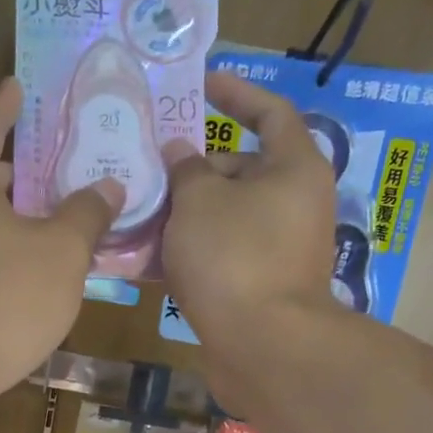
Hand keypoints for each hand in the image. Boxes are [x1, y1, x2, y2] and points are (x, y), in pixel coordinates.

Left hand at [0, 77, 120, 401]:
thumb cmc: (0, 300)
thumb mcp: (61, 254)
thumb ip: (86, 215)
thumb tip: (107, 187)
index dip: (9, 105)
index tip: (20, 86)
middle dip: (15, 169)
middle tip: (56, 168)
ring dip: (4, 215)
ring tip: (46, 222)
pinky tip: (19, 273)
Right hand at [162, 71, 338, 348]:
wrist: (263, 347)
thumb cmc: (234, 258)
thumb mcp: (198, 201)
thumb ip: (185, 168)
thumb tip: (180, 153)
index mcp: (295, 168)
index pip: (270, 112)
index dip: (236, 94)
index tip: (201, 85)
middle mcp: (293, 204)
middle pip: (240, 171)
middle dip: (193, 170)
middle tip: (148, 172)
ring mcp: (278, 249)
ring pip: (225, 218)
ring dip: (184, 216)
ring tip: (137, 215)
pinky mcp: (259, 286)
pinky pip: (221, 256)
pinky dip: (190, 253)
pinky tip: (147, 261)